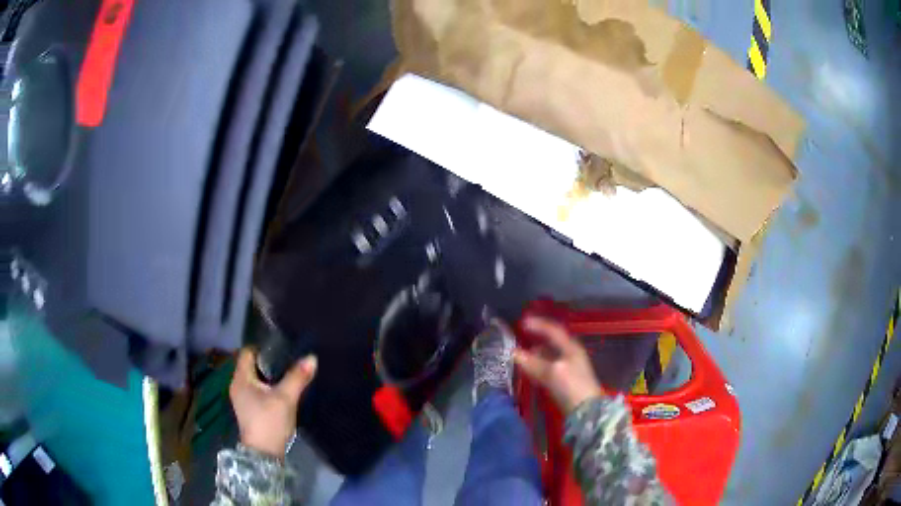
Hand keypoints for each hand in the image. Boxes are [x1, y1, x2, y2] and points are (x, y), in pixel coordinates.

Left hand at [229, 348, 317, 457]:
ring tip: (288, 374)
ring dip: (269, 375)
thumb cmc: (270, 422)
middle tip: (289, 360)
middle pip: (251, 364)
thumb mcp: (286, 398)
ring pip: (255, 378)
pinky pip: (257, 389)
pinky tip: (282, 391)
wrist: (264, 454)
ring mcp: (242, 398)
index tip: (281, 347)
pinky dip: (268, 387)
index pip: (247, 352)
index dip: (263, 347)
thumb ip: (297, 377)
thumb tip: (311, 357)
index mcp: (241, 378)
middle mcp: (237, 385)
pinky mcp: (248, 409)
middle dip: (269, 361)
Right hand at [513, 316, 602, 412]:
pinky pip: (549, 368)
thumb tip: (513, 353)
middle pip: (551, 343)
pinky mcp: (566, 382)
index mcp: (571, 347)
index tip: (522, 322)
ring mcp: (569, 368)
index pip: (554, 330)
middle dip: (535, 340)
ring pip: (549, 356)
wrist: (587, 412)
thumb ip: (533, 362)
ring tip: (520, 355)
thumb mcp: (552, 372)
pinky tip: (530, 371)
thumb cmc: (572, 387)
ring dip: (535, 354)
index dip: (538, 325)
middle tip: (519, 338)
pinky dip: (538, 366)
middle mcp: (571, 355)